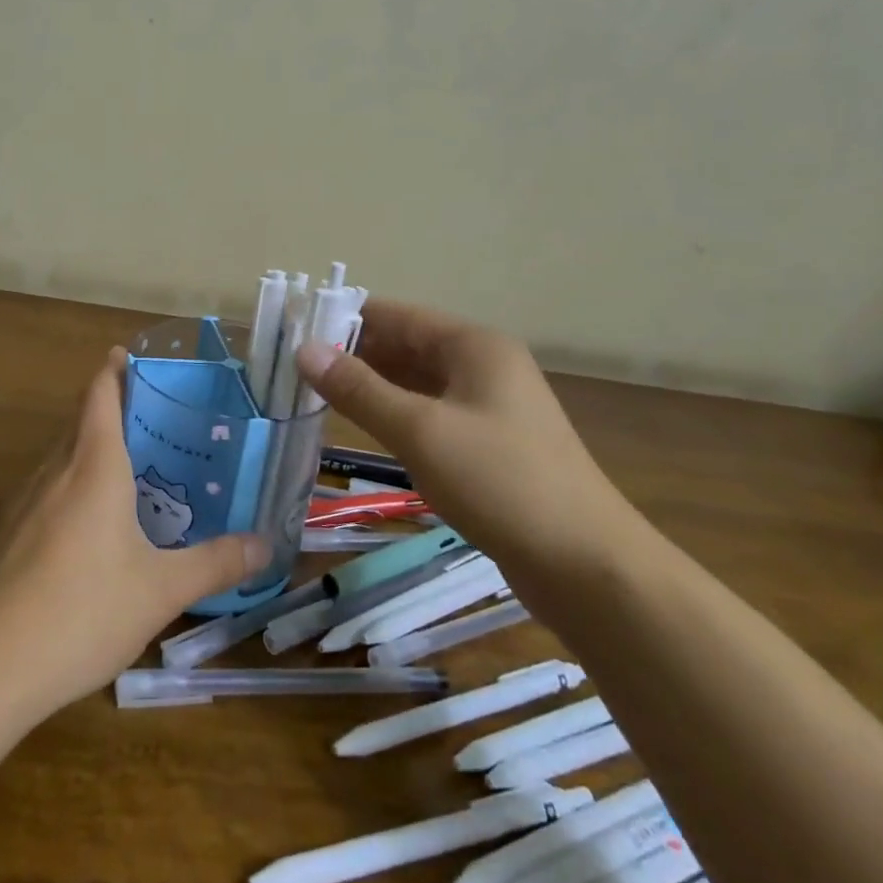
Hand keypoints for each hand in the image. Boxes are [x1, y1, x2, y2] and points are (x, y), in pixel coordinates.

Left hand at [0, 349, 269, 712]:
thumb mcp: (162, 590)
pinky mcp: (7, 535)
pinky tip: (93, 528)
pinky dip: (72, 486)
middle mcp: (55, 470)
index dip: (114, 369)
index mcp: (93, 465)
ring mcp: (24, 502)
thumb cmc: (83, 609)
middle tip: (157, 421)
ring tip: (133, 471)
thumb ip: (215, 563)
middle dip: (113, 410)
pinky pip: (47, 490)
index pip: (99, 393)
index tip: (133, 358)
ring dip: (92, 450)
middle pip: (81, 420)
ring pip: (62, 457)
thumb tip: (265, 544)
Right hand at [296, 299, 638, 584]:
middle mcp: (483, 366)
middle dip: (352, 354)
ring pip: (415, 382)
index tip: (294, 330)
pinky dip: (394, 414)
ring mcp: (488, 407)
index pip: (395, 314)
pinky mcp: (488, 445)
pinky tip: (362, 427)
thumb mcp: (420, 431)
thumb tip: (303, 350)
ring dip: (370, 386)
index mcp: (473, 345)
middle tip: (294, 368)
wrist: (588, 568)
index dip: (344, 318)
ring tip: (314, 394)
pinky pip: (429, 414)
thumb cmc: (500, 483)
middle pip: (405, 345)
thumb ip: (359, 389)